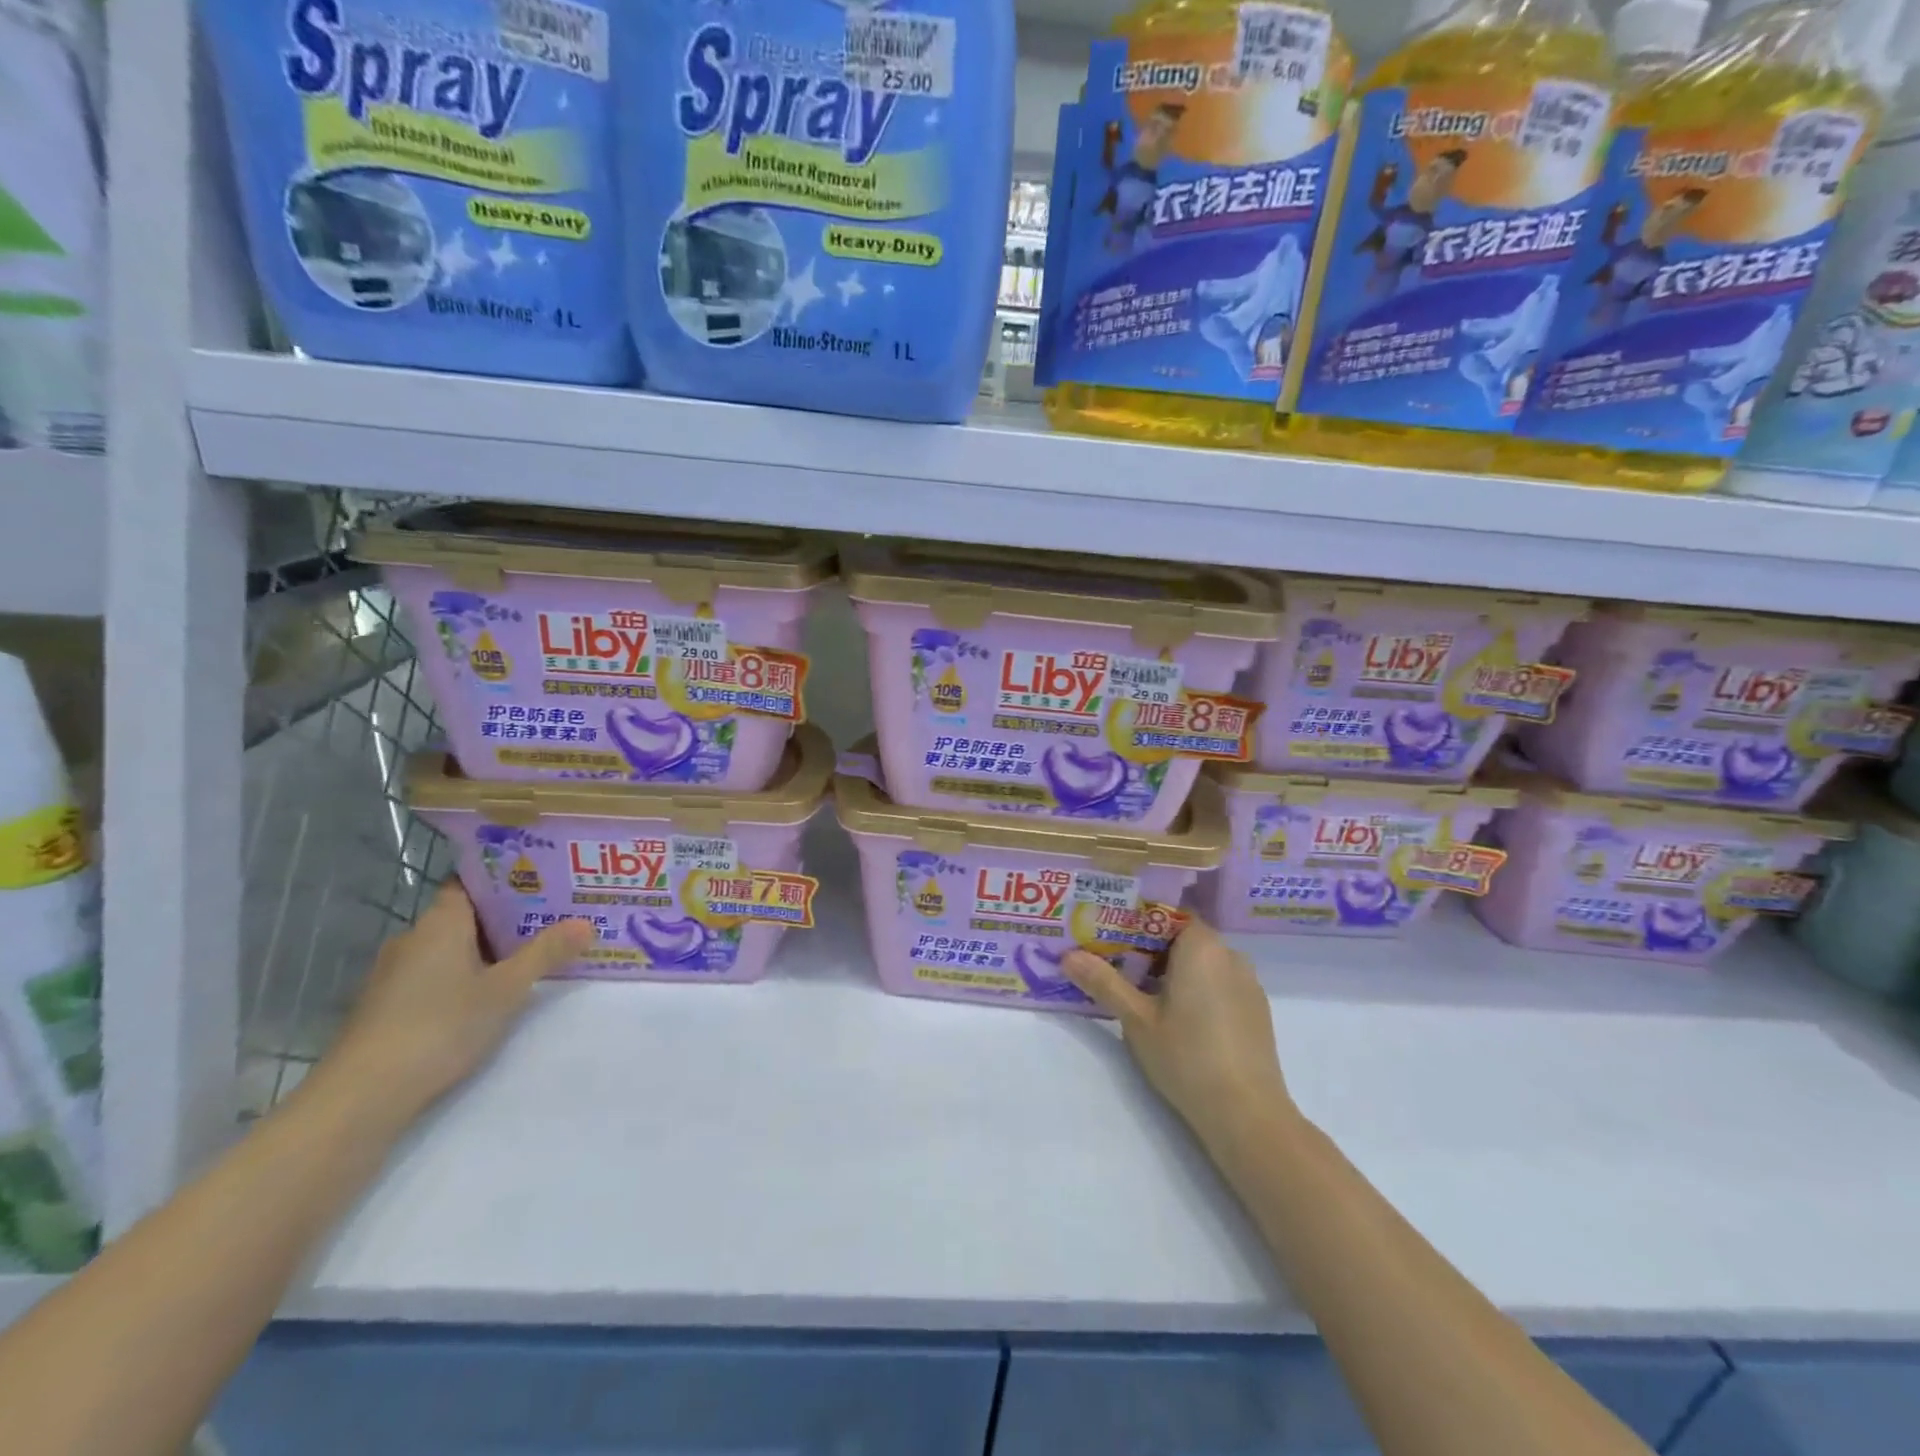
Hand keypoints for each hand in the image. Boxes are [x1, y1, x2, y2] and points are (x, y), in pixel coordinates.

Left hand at [317, 883, 593, 1124]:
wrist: (363, 1096)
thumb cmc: (440, 1026)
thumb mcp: (506, 989)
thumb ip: (546, 953)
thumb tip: (587, 922)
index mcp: (440, 922)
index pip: (471, 882)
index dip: (506, 879)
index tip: (544, 880)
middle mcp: (414, 938)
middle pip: (466, 915)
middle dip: (508, 917)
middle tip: (554, 917)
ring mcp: (396, 973)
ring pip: (452, 947)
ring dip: (487, 949)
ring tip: (533, 953)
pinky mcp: (389, 1005)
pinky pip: (437, 974)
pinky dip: (465, 975)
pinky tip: (491, 992)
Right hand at [1063, 920, 1296, 1154]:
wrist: (1247, 1114)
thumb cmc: (1187, 1056)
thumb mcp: (1136, 1019)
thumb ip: (1104, 982)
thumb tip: (1068, 956)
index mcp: (1201, 946)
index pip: (1167, 915)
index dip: (1136, 923)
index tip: (1109, 938)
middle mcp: (1230, 955)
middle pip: (1184, 938)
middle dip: (1150, 950)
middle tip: (1116, 967)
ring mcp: (1248, 984)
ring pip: (1203, 963)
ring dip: (1174, 971)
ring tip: (1142, 995)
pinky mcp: (1257, 1011)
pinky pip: (1220, 984)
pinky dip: (1197, 990)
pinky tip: (1178, 1019)